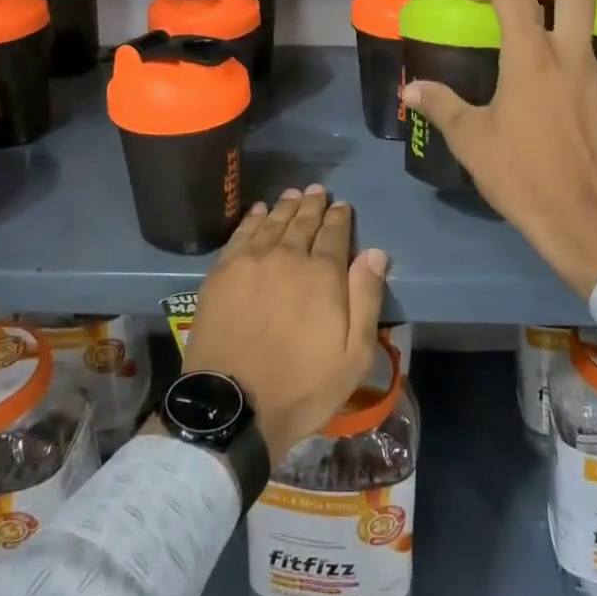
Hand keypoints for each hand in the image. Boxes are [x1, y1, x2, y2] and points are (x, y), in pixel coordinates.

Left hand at [180, 186, 389, 459]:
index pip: (334, 234)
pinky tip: (258, 211)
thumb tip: (374, 252)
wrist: (233, 404)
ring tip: (293, 193)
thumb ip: (365, 298)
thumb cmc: (302, 385)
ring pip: (272, 222)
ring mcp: (251, 261)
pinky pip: (241, 234)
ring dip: (285, 206)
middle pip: (303, 222)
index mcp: (322, 274)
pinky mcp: (222, 272)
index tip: (343, 206)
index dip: (340, 218)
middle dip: (313, 205)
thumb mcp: (353, 354)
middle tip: (318, 191)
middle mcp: (287, 256)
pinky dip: (252, 219)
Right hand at [403, 0, 596, 297]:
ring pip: (585, 25)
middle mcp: (570, 56)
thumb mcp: (472, 142)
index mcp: (532, 58)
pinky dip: (567, 56)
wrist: (591, 222)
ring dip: (556, 20)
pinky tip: (547, 89)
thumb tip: (412, 90)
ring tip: (526, 45)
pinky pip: (589, 60)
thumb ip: (442, 106)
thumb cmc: (524, 177)